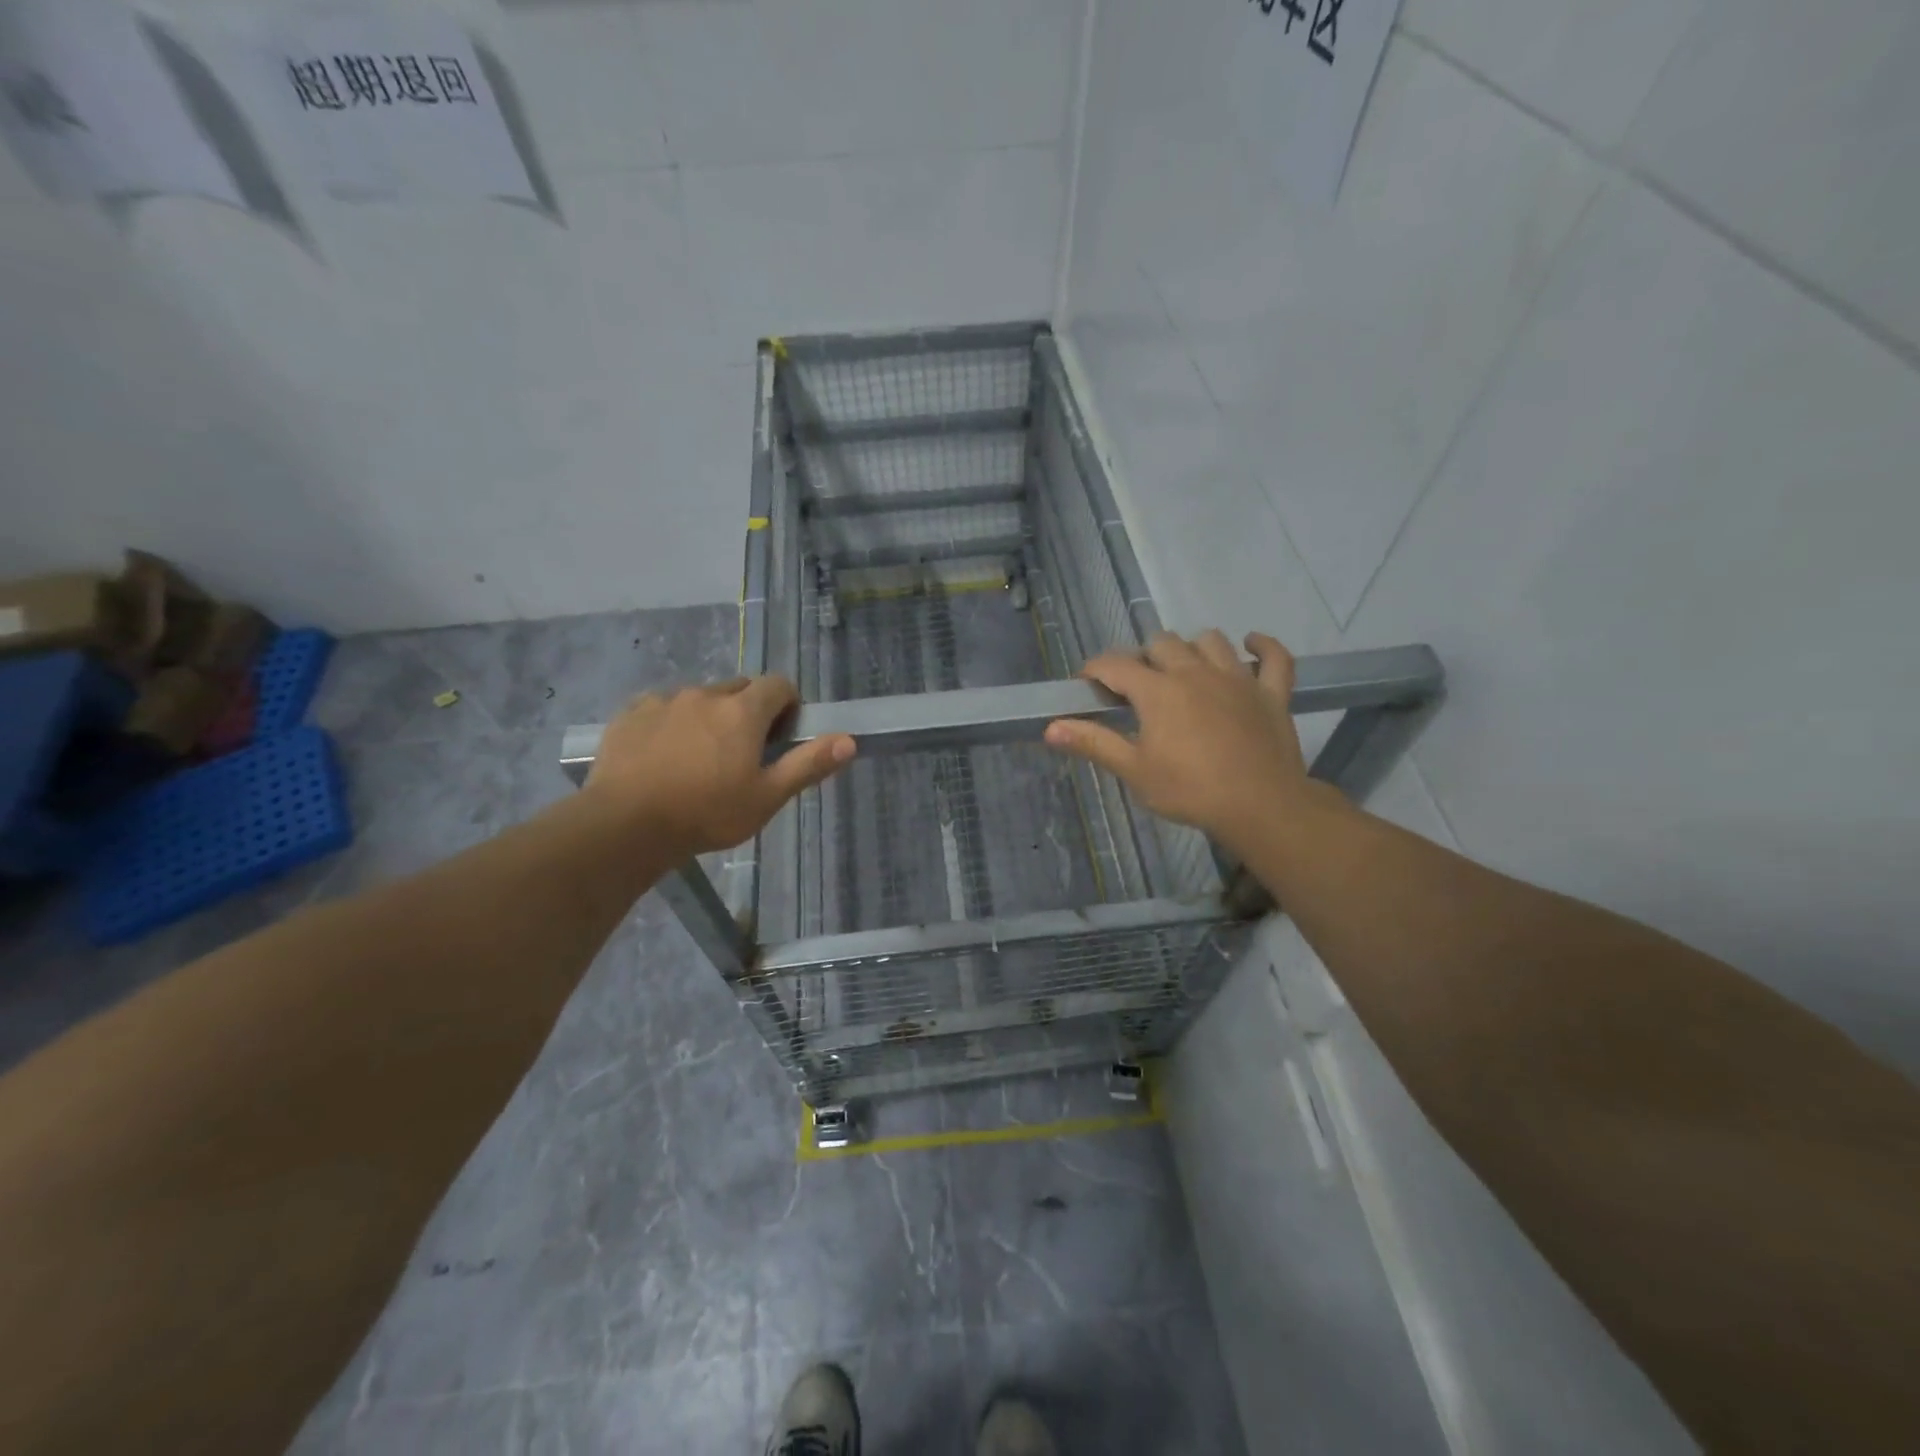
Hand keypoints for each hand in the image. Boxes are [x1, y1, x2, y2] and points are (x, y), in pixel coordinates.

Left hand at [586, 677, 855, 855]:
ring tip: (698, 758)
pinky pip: (661, 707)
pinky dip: (670, 722)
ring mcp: (664, 700)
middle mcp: (705, 694)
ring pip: (699, 698)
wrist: (625, 825)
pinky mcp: (631, 713)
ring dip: (708, 717)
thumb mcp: (767, 797)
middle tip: (742, 753)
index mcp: (743, 711)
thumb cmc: (707, 813)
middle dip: (748, 711)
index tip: (781, 736)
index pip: (779, 684)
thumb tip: (849, 740)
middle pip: (739, 688)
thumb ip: (808, 764)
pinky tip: (662, 756)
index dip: (787, 705)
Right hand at [1044, 630, 1336, 856]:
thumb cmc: (1189, 790)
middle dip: (1143, 658)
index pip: (1115, 664)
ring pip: (1211, 641)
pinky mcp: (1272, 693)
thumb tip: (1050, 727)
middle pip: (1162, 644)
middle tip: (1137, 687)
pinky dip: (1263, 648)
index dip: (1095, 670)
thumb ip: (1094, 743)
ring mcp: (1238, 678)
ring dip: (1192, 648)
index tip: (1087, 685)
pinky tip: (1252, 645)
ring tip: (1184, 669)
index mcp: (1158, 690)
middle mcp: (1195, 672)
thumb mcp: (1134, 770)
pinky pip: (1275, 658)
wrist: (1260, 806)